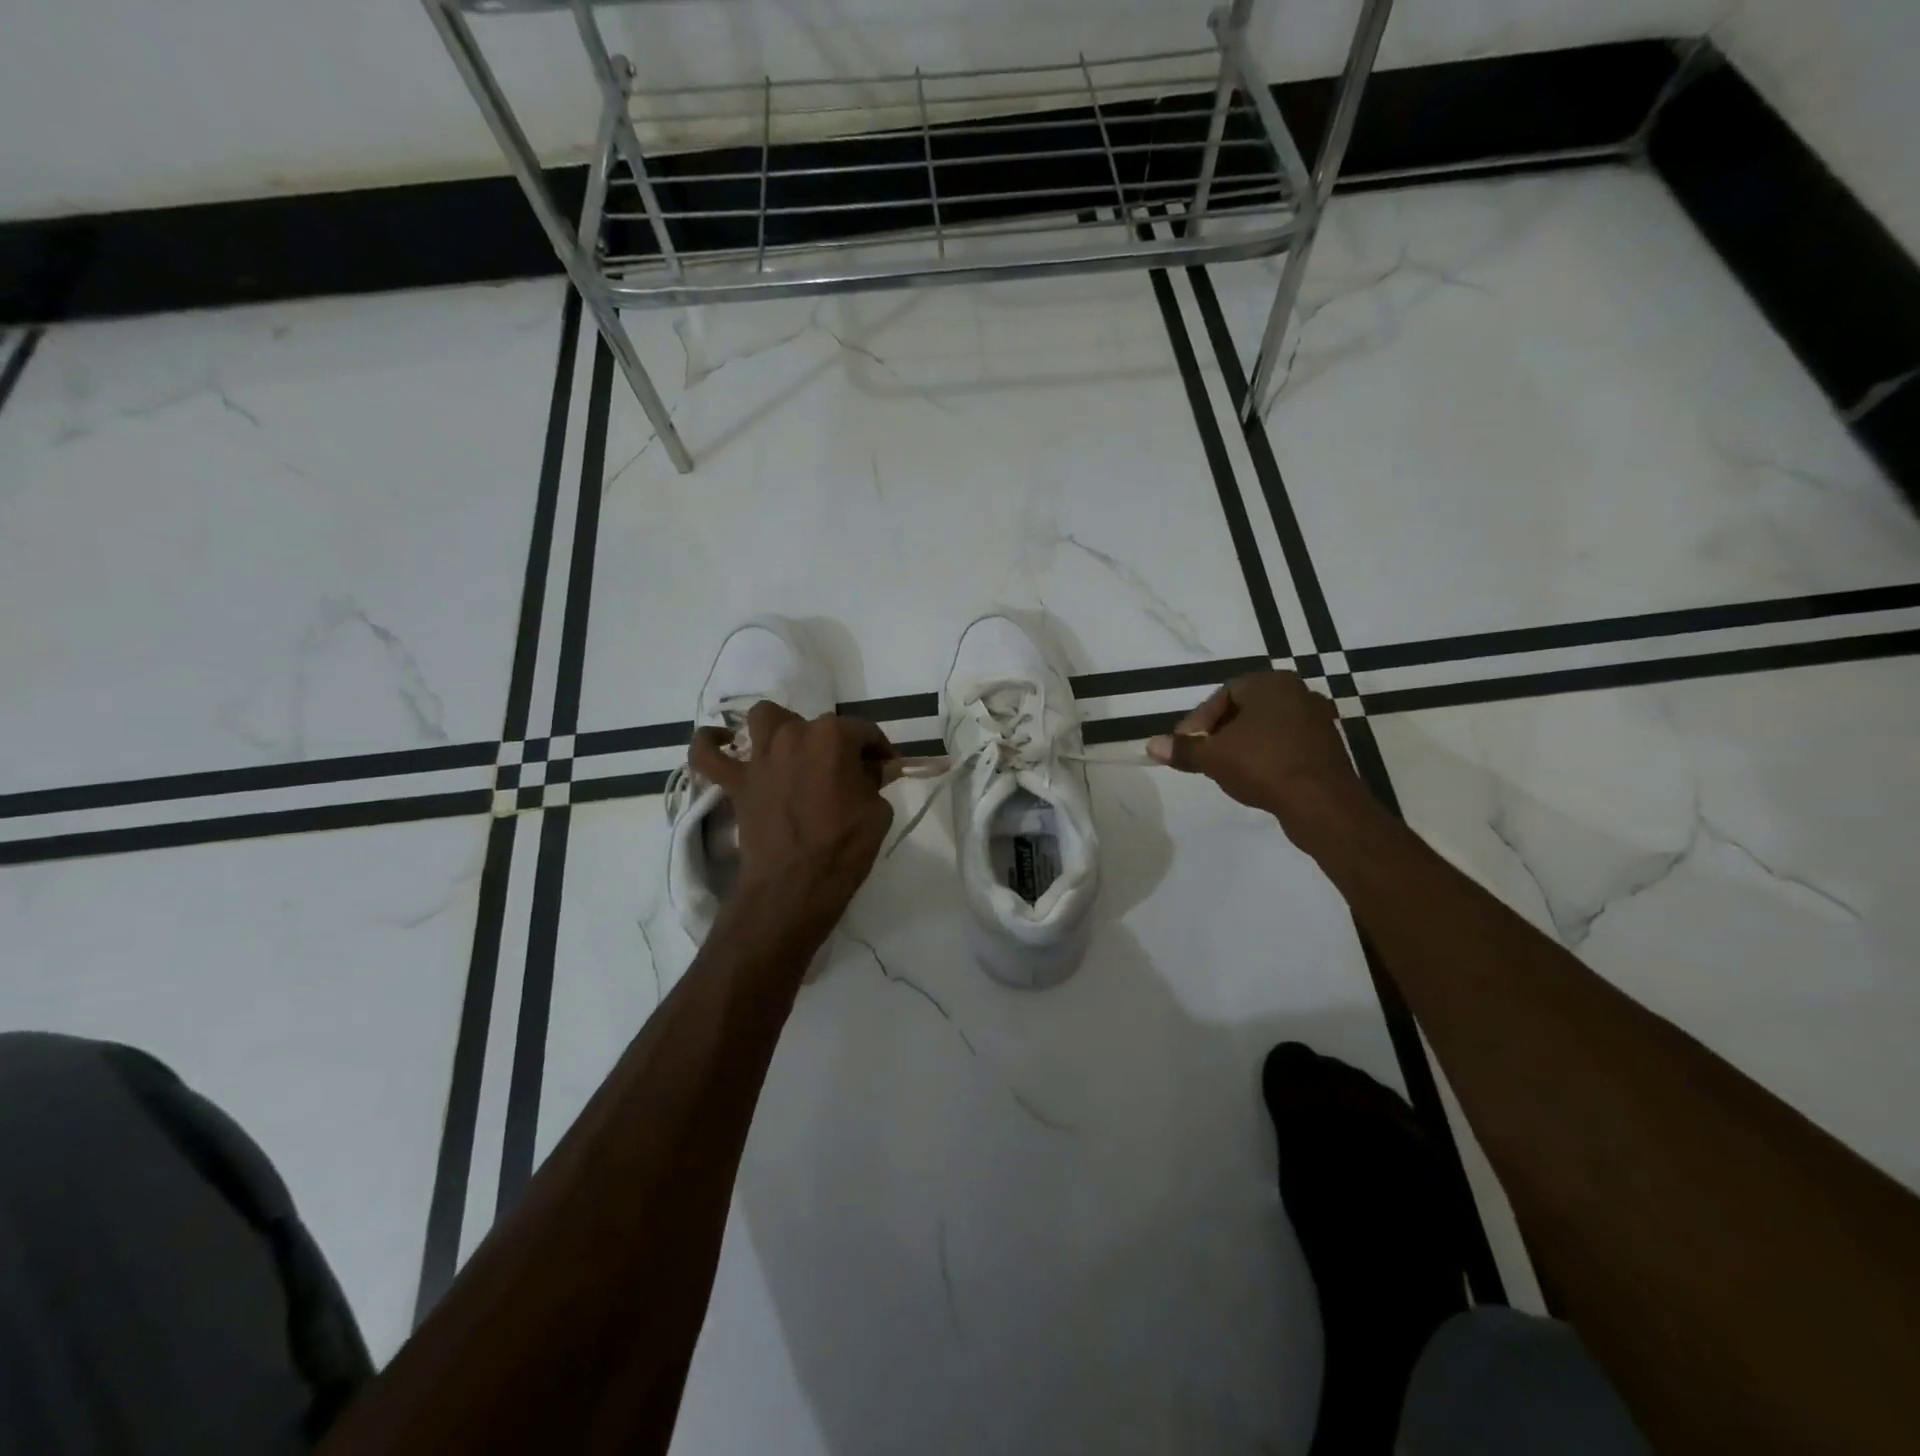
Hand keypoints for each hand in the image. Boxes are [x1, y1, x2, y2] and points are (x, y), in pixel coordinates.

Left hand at [689, 702, 897, 937]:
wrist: (795, 886)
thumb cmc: (844, 848)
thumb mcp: (878, 811)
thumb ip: (874, 780)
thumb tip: (870, 770)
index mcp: (833, 737)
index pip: (863, 731)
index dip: (878, 749)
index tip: (886, 766)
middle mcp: (794, 735)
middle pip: (818, 724)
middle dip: (836, 743)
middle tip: (846, 772)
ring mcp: (760, 757)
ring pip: (764, 718)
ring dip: (780, 727)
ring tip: (792, 748)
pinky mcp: (735, 782)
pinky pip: (707, 754)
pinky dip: (710, 744)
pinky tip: (721, 742)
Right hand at [1146, 671, 1370, 842]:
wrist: (1322, 803)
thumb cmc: (1263, 766)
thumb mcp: (1213, 757)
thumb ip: (1183, 749)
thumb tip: (1151, 745)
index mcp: (1271, 684)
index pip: (1223, 694)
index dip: (1199, 720)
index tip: (1186, 744)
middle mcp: (1298, 693)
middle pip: (1245, 709)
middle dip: (1220, 732)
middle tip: (1203, 755)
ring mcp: (1317, 720)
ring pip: (1267, 728)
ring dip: (1243, 745)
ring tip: (1225, 769)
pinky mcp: (1328, 747)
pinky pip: (1286, 745)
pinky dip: (1267, 756)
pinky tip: (1255, 778)